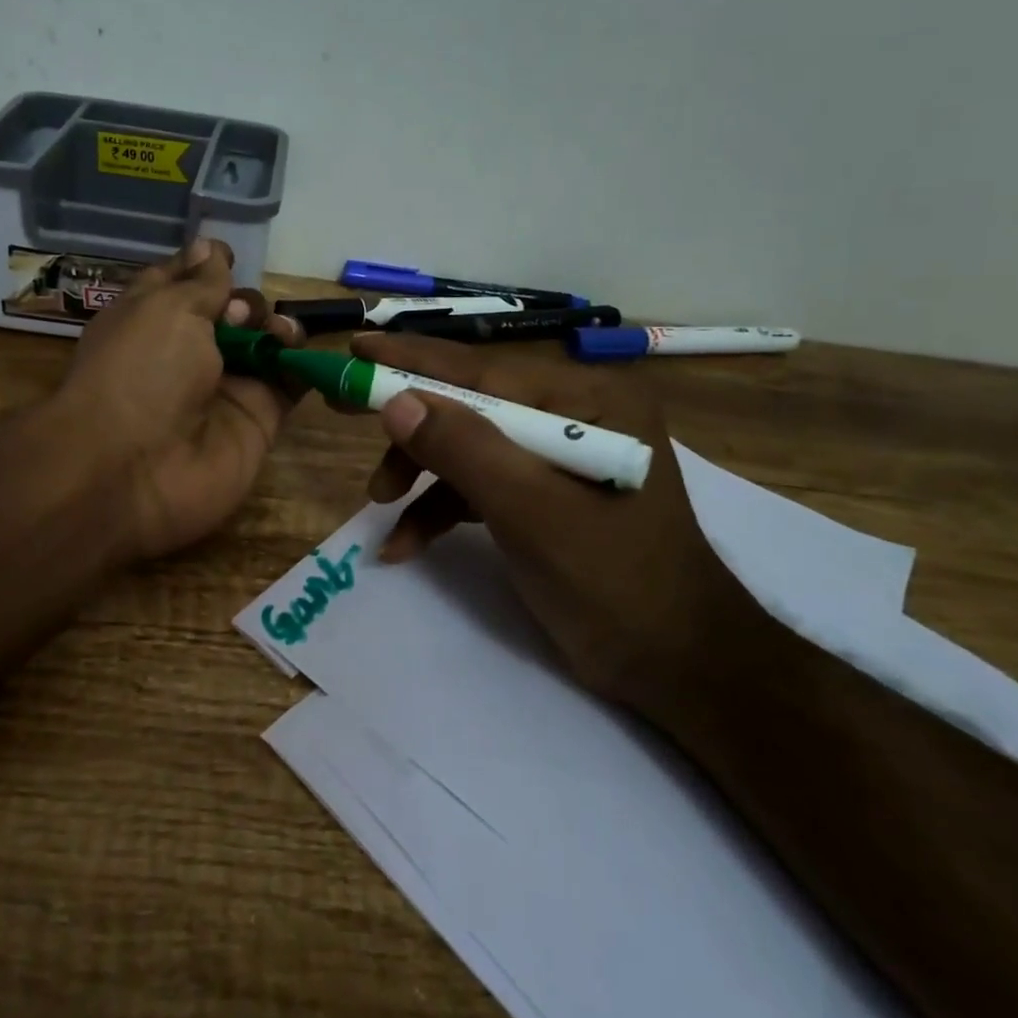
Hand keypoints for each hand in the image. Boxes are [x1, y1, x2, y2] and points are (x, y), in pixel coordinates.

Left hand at [55, 238, 304, 561]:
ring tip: (277, 334)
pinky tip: (298, 352)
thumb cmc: (140, 371)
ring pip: (265, 346)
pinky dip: (301, 364)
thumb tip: (212, 246)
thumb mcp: (166, 308)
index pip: (187, 281)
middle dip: (246, 302)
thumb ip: (202, 281)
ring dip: (277, 329)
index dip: (208, 265)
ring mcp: (225, 388)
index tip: (229, 256)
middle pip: (234, 313)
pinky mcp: (257, 421)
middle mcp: (189, 351)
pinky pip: (288, 385)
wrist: (132, 470)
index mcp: (153, 318)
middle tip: (239, 316)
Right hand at [349, 331, 754, 713]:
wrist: (675, 668)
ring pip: (467, 447)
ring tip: (380, 506)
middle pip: (469, 406)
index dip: (412, 360)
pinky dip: (440, 509)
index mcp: (587, 401)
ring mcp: (556, 455)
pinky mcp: (542, 493)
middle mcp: (572, 415)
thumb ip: (465, 450)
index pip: (483, 371)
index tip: (355, 349)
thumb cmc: (614, 582)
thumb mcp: (532, 512)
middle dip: (411, 428)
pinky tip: (406, 544)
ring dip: (420, 475)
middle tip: (342, 410)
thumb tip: (397, 401)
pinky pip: (479, 485)